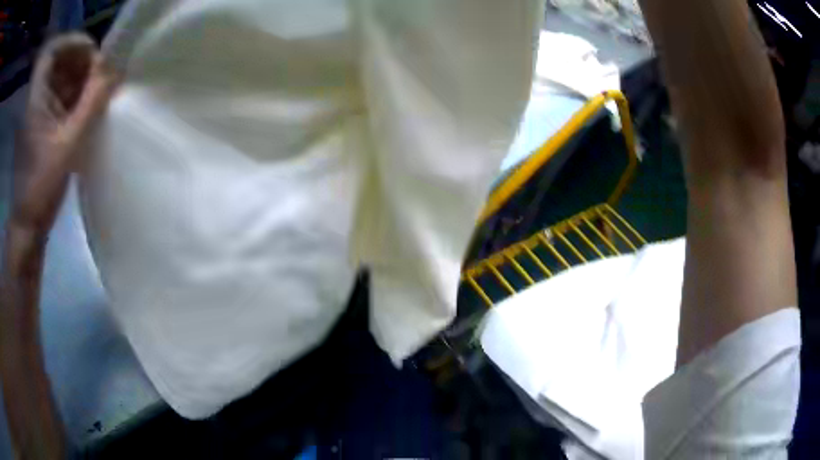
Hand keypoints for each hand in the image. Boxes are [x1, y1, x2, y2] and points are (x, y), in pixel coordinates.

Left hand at [11, 33, 116, 235]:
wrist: (29, 222)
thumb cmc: (42, 186)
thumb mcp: (69, 144)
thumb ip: (92, 103)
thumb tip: (117, 70)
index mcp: (35, 98)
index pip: (51, 51)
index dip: (72, 43)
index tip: (92, 54)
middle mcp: (35, 97)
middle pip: (58, 60)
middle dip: (80, 60)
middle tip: (99, 75)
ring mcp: (37, 110)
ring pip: (60, 76)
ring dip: (79, 78)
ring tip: (96, 92)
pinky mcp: (41, 122)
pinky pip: (59, 95)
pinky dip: (74, 94)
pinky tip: (86, 107)